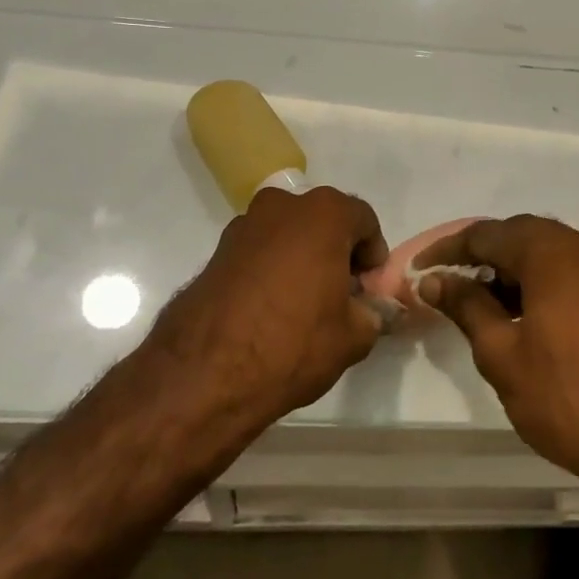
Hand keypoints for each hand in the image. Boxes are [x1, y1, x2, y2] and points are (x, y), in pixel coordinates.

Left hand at [156, 186, 388, 430]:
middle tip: (342, 294)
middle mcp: (282, 206)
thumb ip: (373, 314)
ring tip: (304, 303)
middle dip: (337, 251)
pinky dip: (271, 269)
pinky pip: (259, 251)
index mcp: (323, 214)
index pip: (364, 220)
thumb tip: (370, 310)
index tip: (370, 288)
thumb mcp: (354, 336)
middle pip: (324, 221)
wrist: (206, 373)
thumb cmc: (293, 343)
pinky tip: (272, 308)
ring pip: (288, 234)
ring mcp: (244, 225)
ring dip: (302, 258)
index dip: (373, 255)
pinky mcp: (217, 251)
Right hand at [415, 216, 578, 509]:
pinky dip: (541, 283)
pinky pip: (571, 272)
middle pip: (521, 236)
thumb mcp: (502, 353)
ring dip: (511, 270)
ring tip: (478, 303)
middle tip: (447, 283)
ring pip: (548, 254)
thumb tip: (433, 280)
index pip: (487, 234)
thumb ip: (466, 306)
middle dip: (481, 256)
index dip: (448, 250)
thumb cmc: (566, 397)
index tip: (418, 270)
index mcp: (553, 252)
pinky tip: (520, 314)